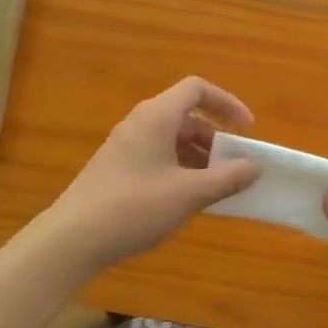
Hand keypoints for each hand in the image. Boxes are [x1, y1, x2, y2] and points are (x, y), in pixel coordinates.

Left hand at [44, 77, 261, 273]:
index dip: (226, 103)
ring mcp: (125, 146)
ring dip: (198, 156)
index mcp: (156, 117)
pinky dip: (180, 168)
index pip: (196, 89)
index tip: (246, 130)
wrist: (73, 238)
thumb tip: (254, 167)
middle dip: (215, 137)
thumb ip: (227, 178)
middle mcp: (139, 123)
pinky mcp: (116, 168)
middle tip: (233, 165)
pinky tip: (186, 198)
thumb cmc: (135, 207)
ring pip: (171, 138)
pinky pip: (157, 156)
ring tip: (215, 185)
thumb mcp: (189, 194)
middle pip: (185, 115)